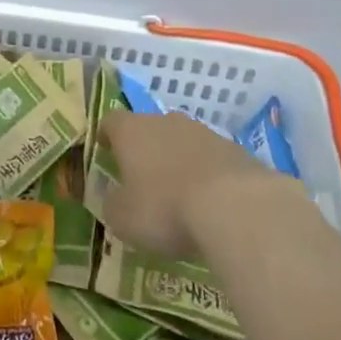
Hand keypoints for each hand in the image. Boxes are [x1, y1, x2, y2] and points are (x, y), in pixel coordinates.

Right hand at [99, 111, 292, 259]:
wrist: (236, 206)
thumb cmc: (165, 208)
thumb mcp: (123, 218)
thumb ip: (113, 203)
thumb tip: (115, 197)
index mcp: (132, 131)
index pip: (111, 121)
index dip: (106, 136)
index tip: (105, 151)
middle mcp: (166, 122)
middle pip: (149, 128)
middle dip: (145, 150)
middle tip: (141, 177)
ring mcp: (205, 132)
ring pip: (183, 142)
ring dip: (177, 161)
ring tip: (178, 193)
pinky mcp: (236, 150)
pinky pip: (211, 159)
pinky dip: (206, 174)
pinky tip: (209, 201)